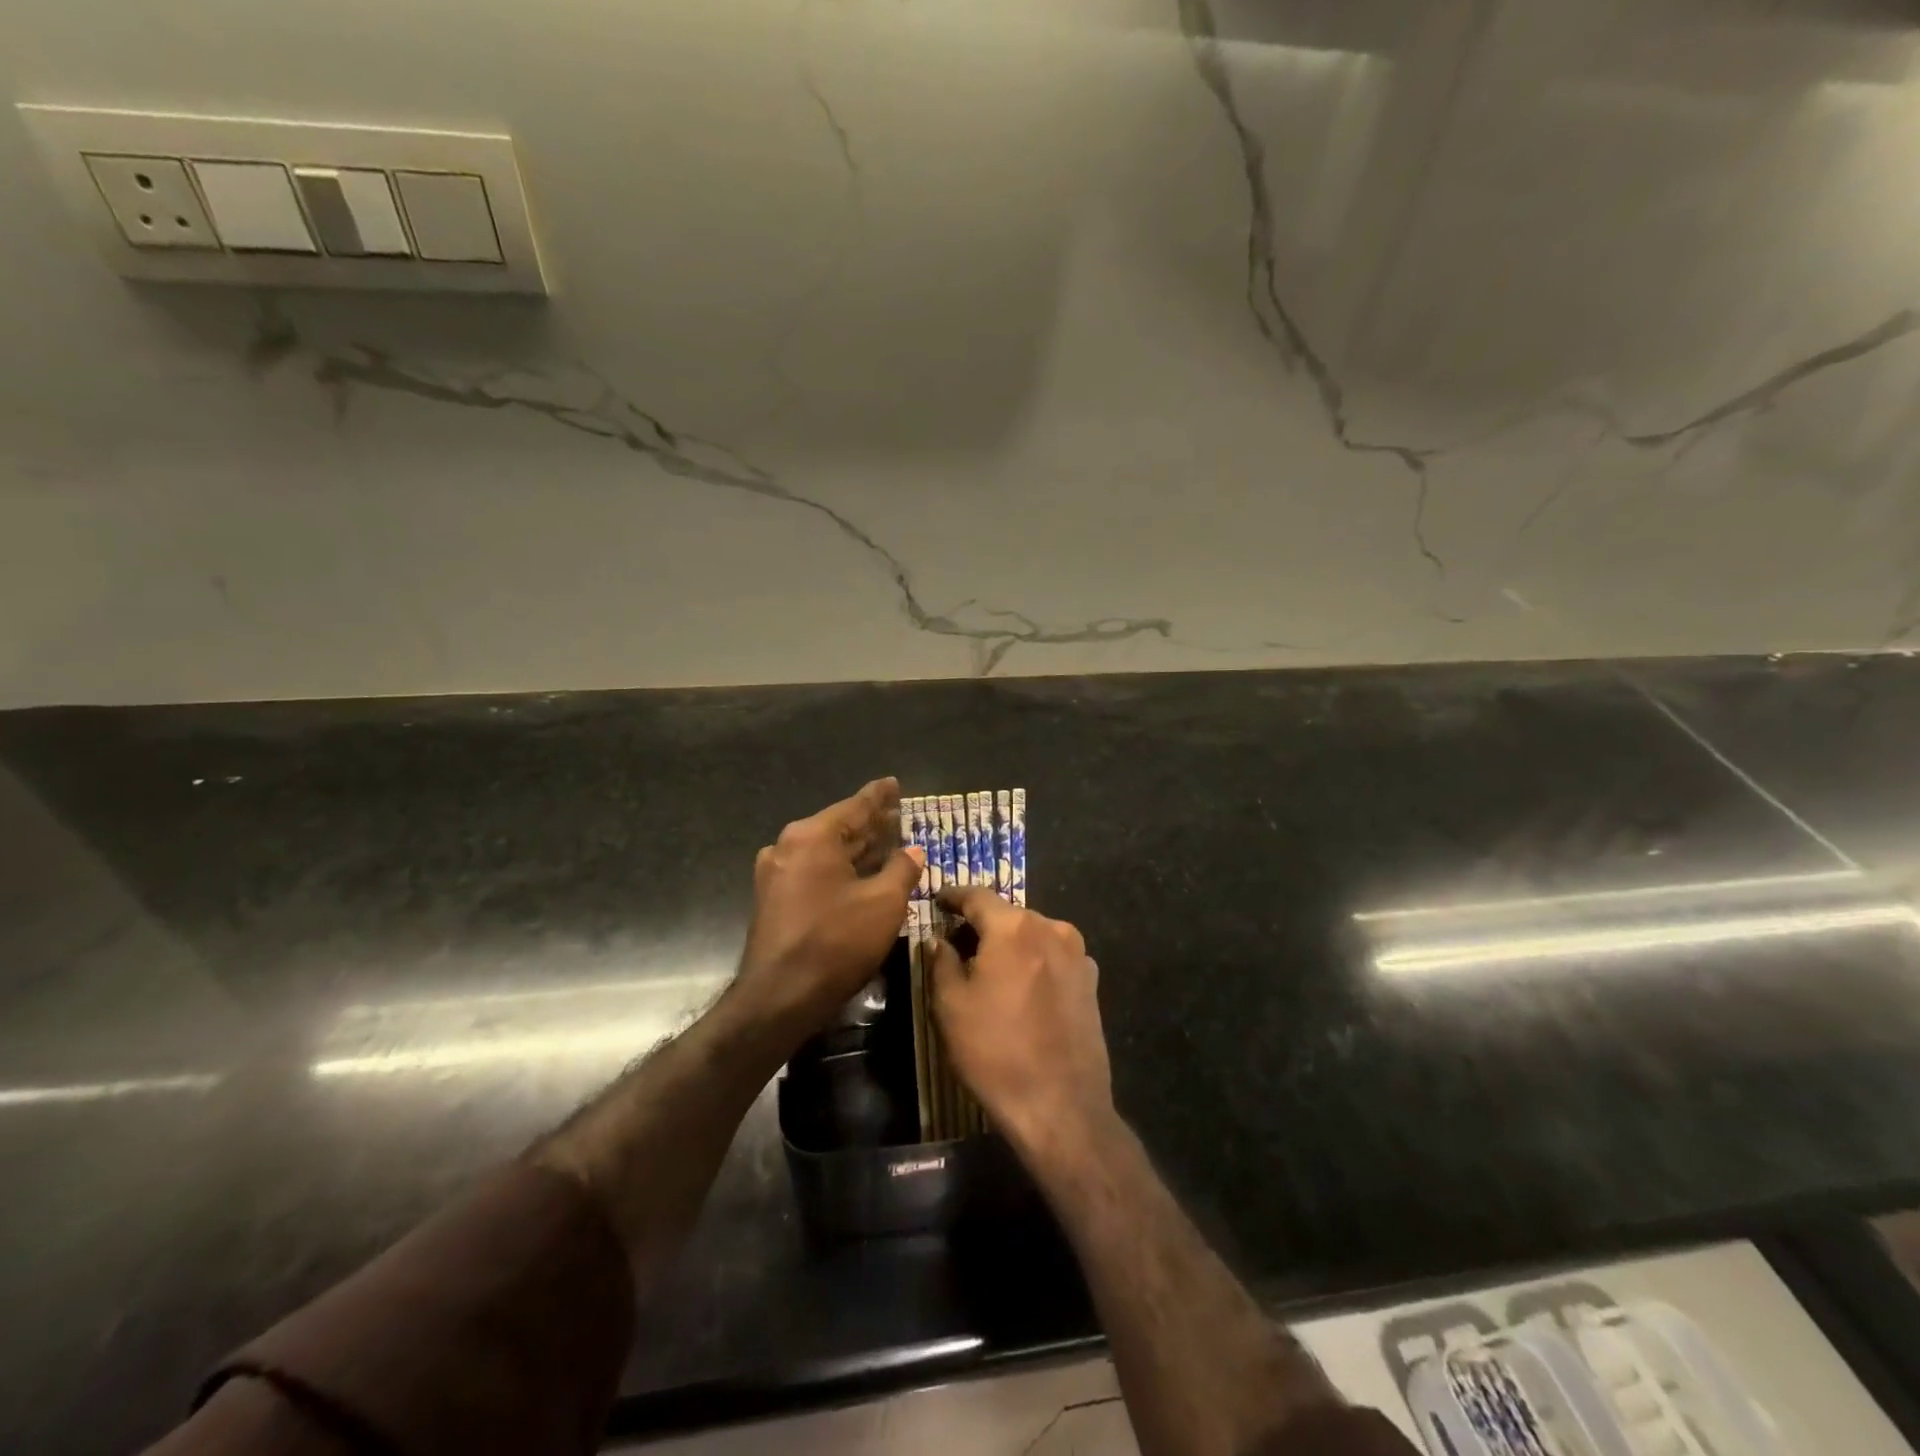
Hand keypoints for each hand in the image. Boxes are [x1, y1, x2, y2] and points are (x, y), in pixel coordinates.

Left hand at [737, 778, 923, 1036]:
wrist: (779, 997)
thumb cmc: (836, 942)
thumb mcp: (884, 904)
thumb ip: (902, 870)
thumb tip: (912, 852)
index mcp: (813, 836)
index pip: (855, 806)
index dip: (879, 796)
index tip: (894, 782)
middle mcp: (789, 846)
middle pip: (839, 828)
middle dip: (870, 824)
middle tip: (897, 814)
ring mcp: (777, 874)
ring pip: (827, 852)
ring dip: (857, 850)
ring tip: (887, 843)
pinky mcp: (774, 899)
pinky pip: (815, 872)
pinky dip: (841, 869)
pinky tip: (862, 876)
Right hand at [930, 887, 1112, 1152]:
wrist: (1061, 1106)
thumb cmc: (995, 1051)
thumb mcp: (951, 1005)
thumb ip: (941, 961)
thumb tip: (939, 939)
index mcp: (1014, 927)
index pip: (977, 896)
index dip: (953, 896)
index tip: (938, 899)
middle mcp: (1051, 928)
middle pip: (1008, 915)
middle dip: (981, 924)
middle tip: (956, 942)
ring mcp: (1078, 954)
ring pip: (1033, 935)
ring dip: (1009, 944)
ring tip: (988, 968)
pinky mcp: (1091, 981)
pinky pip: (1053, 957)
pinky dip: (1033, 961)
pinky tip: (1021, 989)